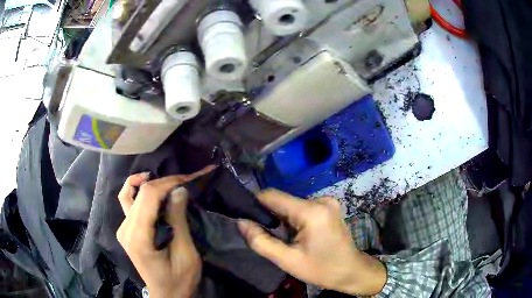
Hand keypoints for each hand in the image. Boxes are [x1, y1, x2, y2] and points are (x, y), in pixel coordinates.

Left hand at [116, 167, 214, 297]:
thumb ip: (178, 221)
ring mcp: (123, 229)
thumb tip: (179, 190)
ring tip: (164, 181)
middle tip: (183, 179)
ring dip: (145, 183)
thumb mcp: (185, 254)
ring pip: (127, 193)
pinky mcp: (126, 230)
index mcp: (138, 237)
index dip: (167, 183)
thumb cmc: (179, 279)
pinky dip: (138, 192)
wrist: (166, 294)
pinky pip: (128, 203)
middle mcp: (125, 229)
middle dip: (162, 182)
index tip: (187, 179)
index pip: (147, 197)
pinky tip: (150, 191)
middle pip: (138, 193)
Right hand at [238, 190, 386, 295]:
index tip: (245, 218)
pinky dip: (294, 219)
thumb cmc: (321, 269)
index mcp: (311, 211)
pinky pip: (302, 208)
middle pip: (283, 201)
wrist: (351, 271)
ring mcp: (327, 201)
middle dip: (269, 215)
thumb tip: (241, 222)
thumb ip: (260, 241)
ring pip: (291, 205)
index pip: (272, 196)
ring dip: (282, 219)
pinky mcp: (329, 207)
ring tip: (283, 238)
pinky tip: (296, 235)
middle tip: (264, 235)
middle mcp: (320, 199)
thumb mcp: (287, 260)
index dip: (255, 204)